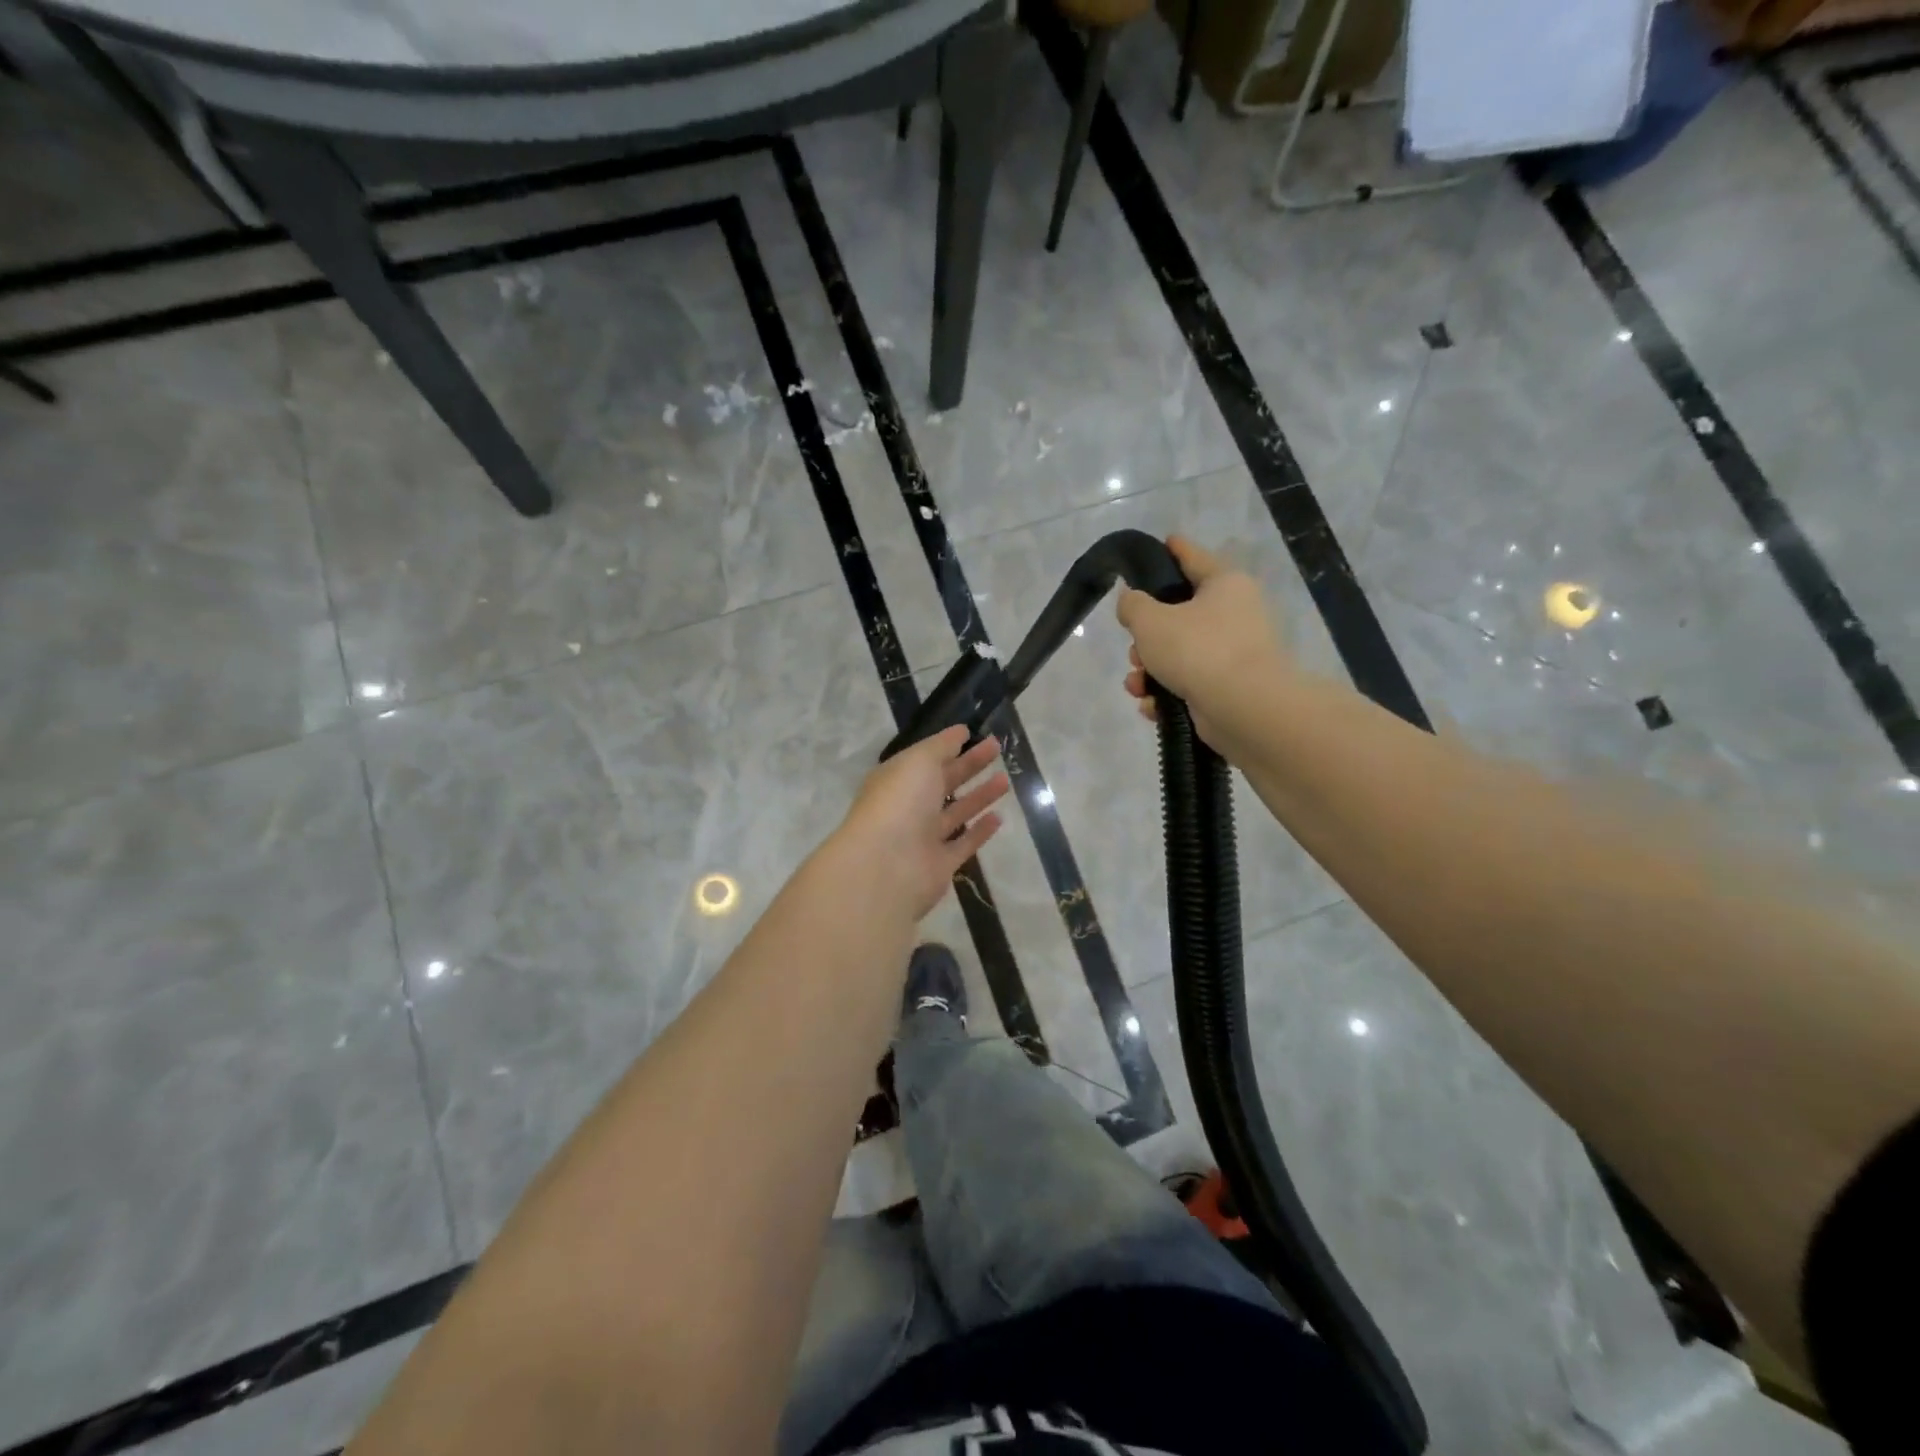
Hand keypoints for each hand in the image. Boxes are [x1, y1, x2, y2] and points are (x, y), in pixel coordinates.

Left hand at [833, 727, 1009, 921]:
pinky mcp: (940, 865)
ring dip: (979, 796)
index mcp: (896, 780)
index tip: (972, 733)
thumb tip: (960, 732)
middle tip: (997, 748)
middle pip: (942, 782)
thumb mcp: (920, 761)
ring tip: (1005, 780)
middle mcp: (908, 807)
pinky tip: (999, 817)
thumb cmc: (900, 802)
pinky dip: (979, 832)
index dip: (947, 745)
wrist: (887, 866)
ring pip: (955, 813)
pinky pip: (963, 844)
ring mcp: (923, 838)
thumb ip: (942, 746)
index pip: (924, 759)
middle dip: (969, 765)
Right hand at [1116, 536, 1285, 749]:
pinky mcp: (1229, 689)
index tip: (1163, 541)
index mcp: (1224, 584)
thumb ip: (1132, 604)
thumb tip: (1132, 600)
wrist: (1244, 708)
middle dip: (1146, 637)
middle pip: (1179, 615)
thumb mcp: (1150, 620)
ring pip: (1179, 654)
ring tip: (1136, 685)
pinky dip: (1166, 694)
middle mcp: (1235, 614)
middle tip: (1133, 650)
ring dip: (1150, 671)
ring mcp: (1235, 654)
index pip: (1193, 558)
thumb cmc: (1198, 650)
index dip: (1174, 549)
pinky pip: (1188, 684)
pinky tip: (1151, 706)